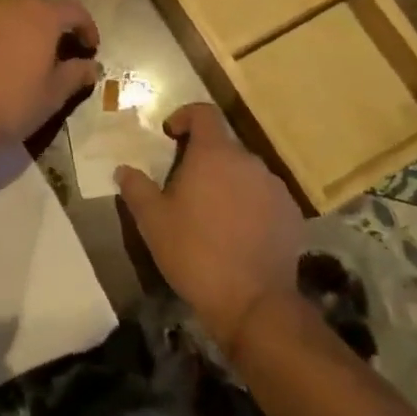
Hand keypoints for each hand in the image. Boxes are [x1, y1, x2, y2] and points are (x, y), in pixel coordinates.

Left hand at [0, 0, 99, 150]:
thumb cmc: (13, 103)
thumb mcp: (54, 94)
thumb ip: (76, 74)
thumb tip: (91, 66)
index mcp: (40, 16)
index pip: (74, 10)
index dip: (87, 27)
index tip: (90, 49)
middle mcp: (9, 6)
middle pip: (38, 6)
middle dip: (52, 25)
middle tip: (56, 51)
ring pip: (7, 14)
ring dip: (20, 29)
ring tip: (21, 57)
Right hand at [116, 104, 302, 357]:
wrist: (253, 303)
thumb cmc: (195, 253)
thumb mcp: (152, 221)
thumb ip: (136, 188)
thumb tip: (124, 169)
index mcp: (214, 154)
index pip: (204, 112)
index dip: (185, 116)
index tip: (170, 134)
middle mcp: (249, 161)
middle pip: (224, 145)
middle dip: (203, 158)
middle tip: (184, 185)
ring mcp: (275, 187)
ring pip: (245, 172)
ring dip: (227, 182)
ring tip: (211, 213)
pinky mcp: (292, 214)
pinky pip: (264, 197)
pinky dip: (249, 204)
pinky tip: (237, 234)